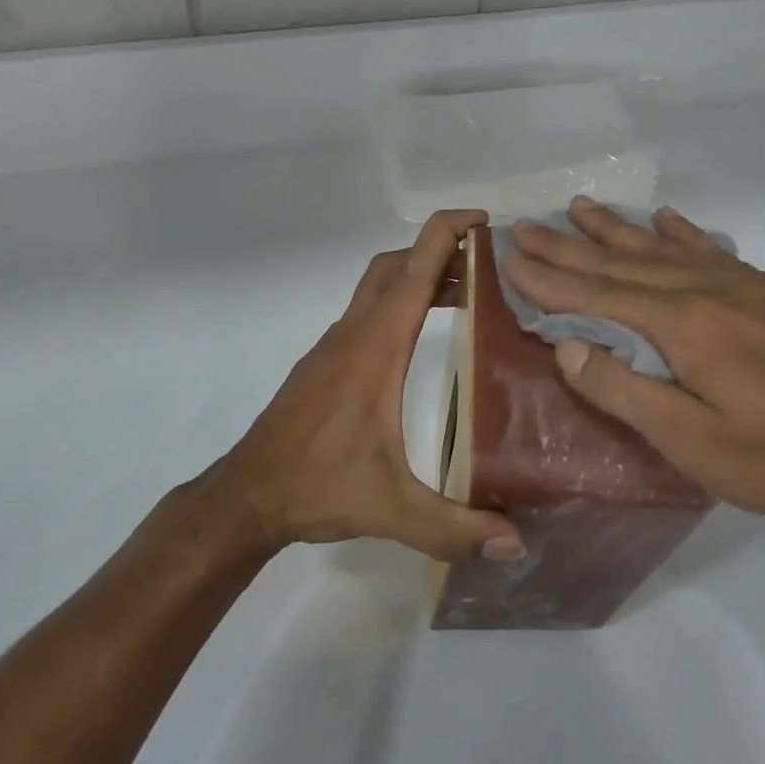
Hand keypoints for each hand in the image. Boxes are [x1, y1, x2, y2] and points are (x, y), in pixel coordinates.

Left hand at [195, 210, 525, 564]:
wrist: (248, 494)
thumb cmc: (316, 487)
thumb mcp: (391, 509)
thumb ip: (454, 526)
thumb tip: (516, 543)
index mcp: (374, 350)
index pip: (413, 272)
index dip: (447, 234)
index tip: (483, 220)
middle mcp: (353, 336)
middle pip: (395, 266)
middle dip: (438, 251)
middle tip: (486, 264)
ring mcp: (333, 347)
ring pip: (377, 287)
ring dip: (417, 277)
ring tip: (466, 294)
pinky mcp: (324, 363)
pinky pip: (365, 313)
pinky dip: (397, 303)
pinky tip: (418, 337)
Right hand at [502, 197, 764, 549]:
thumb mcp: (693, 444)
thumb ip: (624, 390)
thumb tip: (566, 345)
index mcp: (687, 326)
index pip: (599, 294)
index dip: (550, 278)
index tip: (509, 257)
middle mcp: (714, 290)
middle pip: (626, 263)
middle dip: (571, 246)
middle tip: (527, 226)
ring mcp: (751, 286)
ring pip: (668, 249)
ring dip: (620, 230)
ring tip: (580, 207)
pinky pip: (716, 252)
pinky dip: (684, 234)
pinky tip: (669, 220)